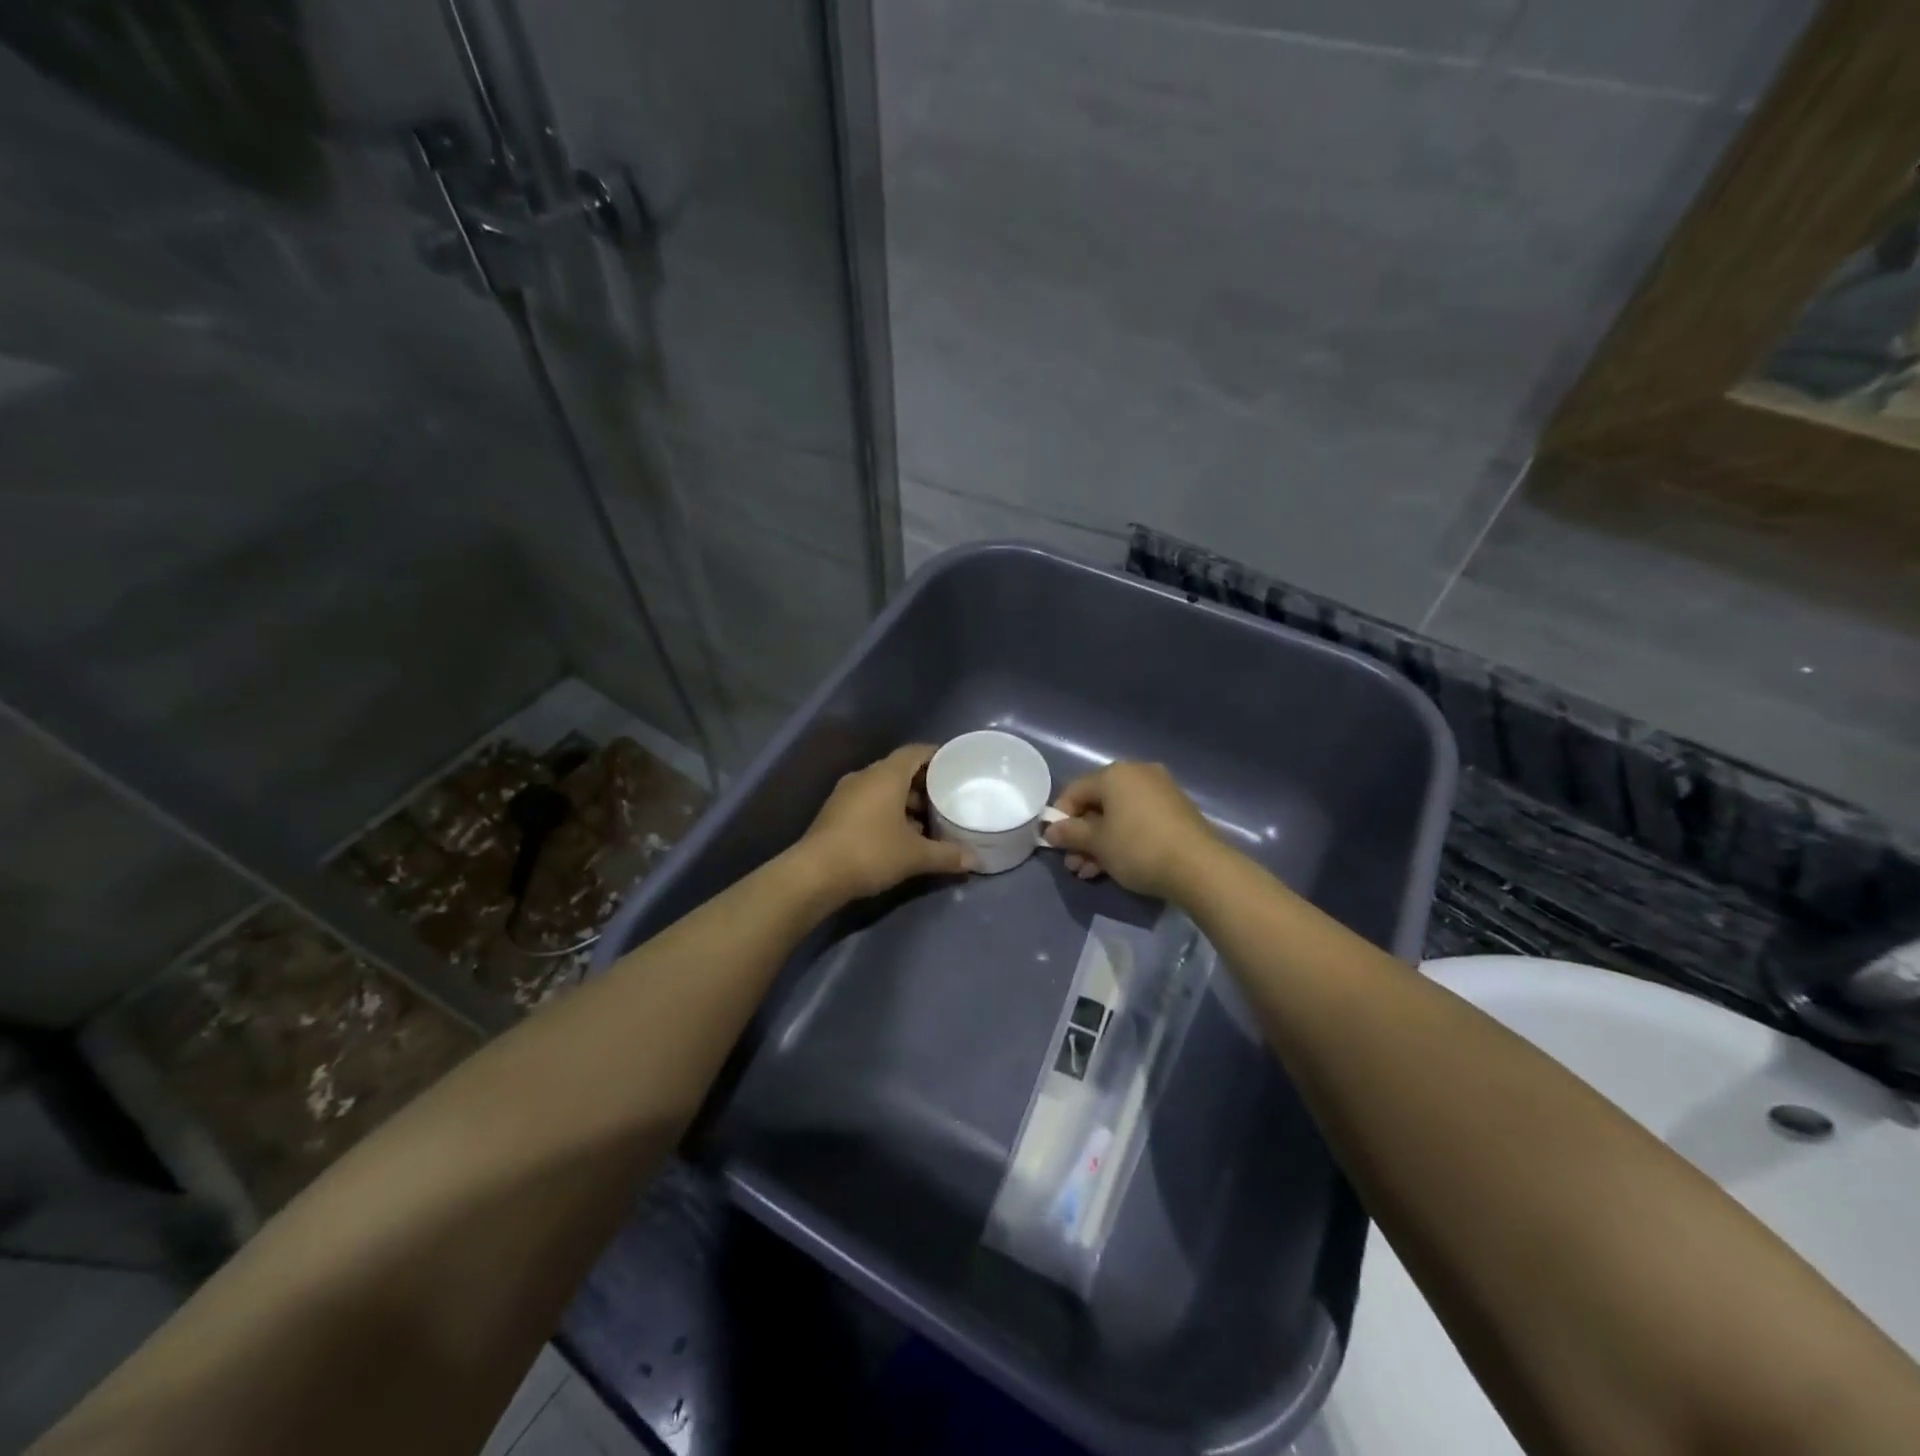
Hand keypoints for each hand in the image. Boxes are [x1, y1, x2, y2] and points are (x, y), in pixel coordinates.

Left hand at [797, 745, 973, 902]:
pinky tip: (900, 836)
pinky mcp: (835, 813)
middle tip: (947, 799)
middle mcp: (865, 776)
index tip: (956, 767)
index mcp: (886, 775)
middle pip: (900, 770)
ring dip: (904, 802)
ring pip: (883, 788)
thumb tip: (974, 860)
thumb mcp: (915, 856)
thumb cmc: (870, 852)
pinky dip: (887, 812)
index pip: (916, 752)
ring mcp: (846, 794)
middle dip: (923, 784)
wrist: (815, 874)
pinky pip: (868, 802)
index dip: (937, 756)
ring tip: (927, 822)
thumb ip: (947, 855)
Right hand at [1043, 762, 1216, 900]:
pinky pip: (1139, 820)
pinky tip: (1115, 866)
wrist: (1198, 867)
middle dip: (1082, 836)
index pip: (1075, 790)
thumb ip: (1070, 834)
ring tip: (1090, 872)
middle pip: (1098, 804)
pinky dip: (1123, 839)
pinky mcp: (1176, 811)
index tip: (1056, 844)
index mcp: (1115, 774)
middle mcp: (1138, 774)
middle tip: (1074, 864)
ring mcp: (1160, 791)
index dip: (1060, 817)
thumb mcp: (1097, 843)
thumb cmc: (1138, 848)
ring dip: (1100, 843)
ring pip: (1118, 815)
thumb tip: (1051, 831)